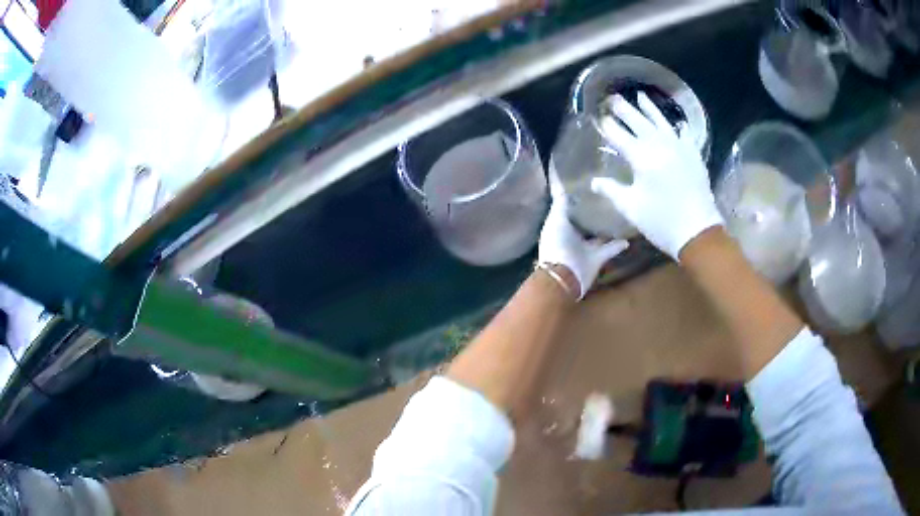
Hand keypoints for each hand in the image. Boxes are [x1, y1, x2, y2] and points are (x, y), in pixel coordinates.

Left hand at [538, 172, 628, 299]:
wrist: (565, 276)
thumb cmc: (557, 244)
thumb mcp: (556, 219)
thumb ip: (560, 202)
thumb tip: (558, 180)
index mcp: (559, 226)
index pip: (567, 208)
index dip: (575, 197)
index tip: (587, 183)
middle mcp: (572, 237)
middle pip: (584, 221)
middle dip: (592, 211)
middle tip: (607, 195)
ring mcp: (585, 249)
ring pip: (597, 235)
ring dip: (606, 227)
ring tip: (619, 212)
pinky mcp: (597, 259)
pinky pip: (610, 249)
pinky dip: (618, 244)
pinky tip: (628, 237)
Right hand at [590, 93, 722, 259]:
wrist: (698, 232)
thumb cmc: (661, 222)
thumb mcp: (631, 208)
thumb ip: (611, 191)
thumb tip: (594, 181)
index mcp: (641, 157)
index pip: (618, 135)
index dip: (606, 125)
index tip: (597, 115)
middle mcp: (659, 145)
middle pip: (638, 121)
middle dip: (624, 109)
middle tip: (612, 98)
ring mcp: (679, 147)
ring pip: (661, 122)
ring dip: (649, 108)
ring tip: (640, 96)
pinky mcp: (693, 155)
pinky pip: (684, 134)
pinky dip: (677, 126)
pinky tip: (675, 122)